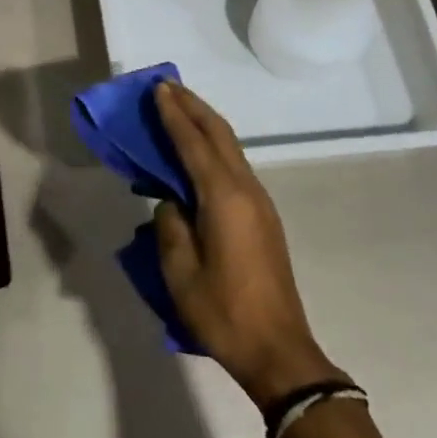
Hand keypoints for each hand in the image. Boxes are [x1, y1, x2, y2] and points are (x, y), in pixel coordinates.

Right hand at [151, 81, 343, 404]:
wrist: (278, 350)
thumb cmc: (223, 311)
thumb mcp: (180, 271)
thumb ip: (170, 225)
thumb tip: (170, 201)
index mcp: (223, 198)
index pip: (194, 142)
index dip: (174, 113)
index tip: (158, 88)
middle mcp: (246, 190)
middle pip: (219, 134)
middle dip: (193, 106)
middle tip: (167, 86)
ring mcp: (259, 202)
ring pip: (231, 148)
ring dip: (205, 124)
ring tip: (179, 109)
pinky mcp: (263, 217)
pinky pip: (234, 166)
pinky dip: (214, 147)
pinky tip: (197, 152)